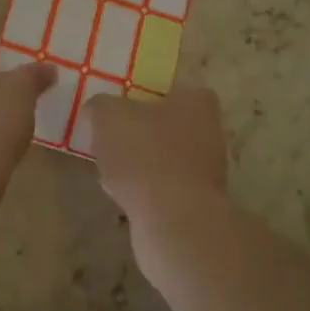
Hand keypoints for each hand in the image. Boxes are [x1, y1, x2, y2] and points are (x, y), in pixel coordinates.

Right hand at [88, 86, 229, 233]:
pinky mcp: (198, 204)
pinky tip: (123, 198)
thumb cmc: (144, 154)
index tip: (120, 110)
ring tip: (110, 171)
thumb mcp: (108, 116)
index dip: (144, 97)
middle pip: (167, 126)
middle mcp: (210, 132)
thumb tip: (98, 109)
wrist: (172, 221)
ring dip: (140, 165)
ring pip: (164, 159)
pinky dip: (145, 192)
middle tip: (110, 141)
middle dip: (140, 134)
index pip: (172, 89)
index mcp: (197, 102)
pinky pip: (164, 189)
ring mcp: (208, 171)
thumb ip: (101, 106)